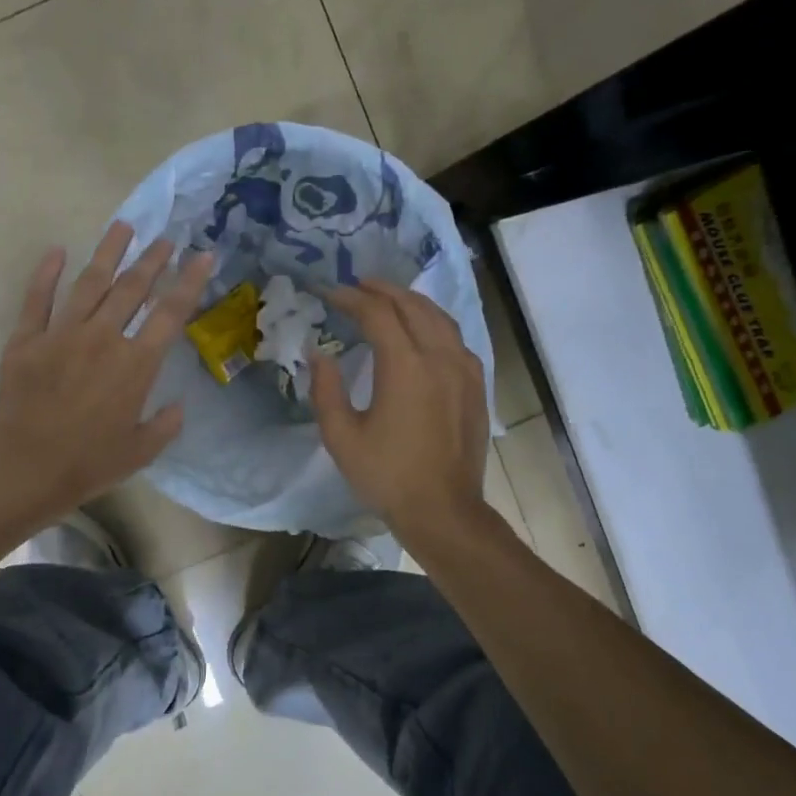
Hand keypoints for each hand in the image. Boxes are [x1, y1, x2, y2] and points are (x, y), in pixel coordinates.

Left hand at [0, 223, 212, 526]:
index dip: (189, 281)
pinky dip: (46, 273)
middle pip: (132, 288)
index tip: (203, 256)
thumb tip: (176, 406)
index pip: (170, 313)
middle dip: (152, 259)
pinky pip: (37, 299)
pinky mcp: (26, 340)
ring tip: (123, 226)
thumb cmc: (89, 464)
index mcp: (135, 364)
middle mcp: (102, 338)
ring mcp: (61, 334)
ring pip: (89, 282)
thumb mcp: (141, 451)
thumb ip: (165, 425)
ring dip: (109, 252)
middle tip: (165, 238)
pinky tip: (57, 251)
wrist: (26, 470)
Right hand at [311, 280, 490, 538]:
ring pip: (440, 318)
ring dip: (412, 301)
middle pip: (413, 306)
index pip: (377, 314)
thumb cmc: (387, 476)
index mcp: (405, 367)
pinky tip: (425, 332)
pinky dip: (436, 323)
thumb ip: (326, 389)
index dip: (351, 298)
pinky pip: (457, 339)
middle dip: (383, 290)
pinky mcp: (476, 386)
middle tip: (359, 285)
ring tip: (390, 298)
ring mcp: (465, 370)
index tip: (330, 293)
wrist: (443, 510)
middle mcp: (439, 358)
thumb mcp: (342, 437)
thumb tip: (319, 353)